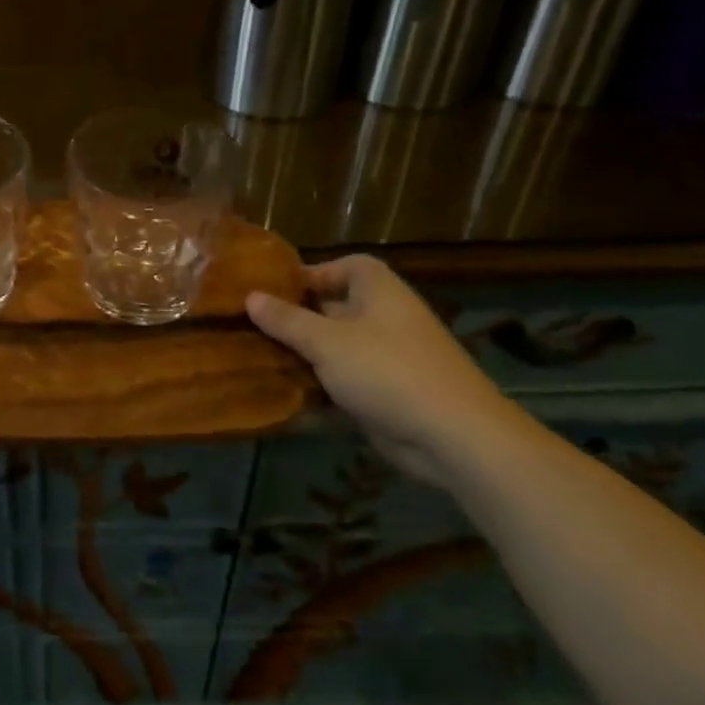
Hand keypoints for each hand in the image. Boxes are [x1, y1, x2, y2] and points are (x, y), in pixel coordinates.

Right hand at [246, 255, 518, 484]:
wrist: (454, 437)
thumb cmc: (387, 371)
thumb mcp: (327, 342)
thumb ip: (287, 320)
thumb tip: (250, 296)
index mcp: (378, 291)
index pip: (345, 267)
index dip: (311, 274)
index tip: (273, 291)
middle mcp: (385, 318)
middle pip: (335, 308)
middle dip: (297, 318)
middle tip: (254, 327)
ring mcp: (388, 357)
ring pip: (337, 348)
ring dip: (304, 356)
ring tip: (260, 360)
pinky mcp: (387, 393)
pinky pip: (345, 382)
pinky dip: (320, 388)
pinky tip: (286, 397)